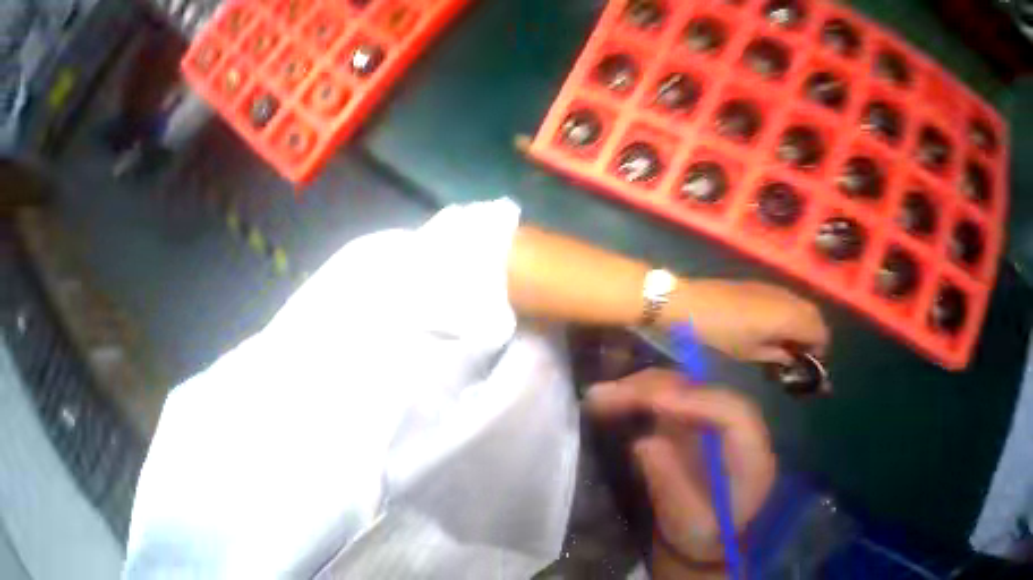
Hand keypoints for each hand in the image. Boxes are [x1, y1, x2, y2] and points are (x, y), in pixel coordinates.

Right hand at [584, 369, 776, 575]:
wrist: (695, 527)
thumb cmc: (698, 531)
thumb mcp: (688, 524)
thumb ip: (673, 488)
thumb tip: (644, 444)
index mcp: (748, 454)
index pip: (732, 413)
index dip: (694, 401)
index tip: (652, 402)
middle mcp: (725, 423)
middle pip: (689, 388)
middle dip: (644, 389)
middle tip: (604, 397)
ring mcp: (700, 410)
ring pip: (666, 382)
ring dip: (630, 386)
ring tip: (596, 396)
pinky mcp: (677, 407)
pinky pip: (651, 388)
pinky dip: (626, 389)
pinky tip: (604, 395)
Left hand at [674, 280, 829, 363]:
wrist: (686, 301)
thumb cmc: (717, 331)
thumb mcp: (746, 351)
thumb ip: (774, 354)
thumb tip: (787, 355)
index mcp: (793, 317)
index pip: (821, 334)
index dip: (816, 349)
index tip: (802, 360)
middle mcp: (788, 298)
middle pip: (812, 316)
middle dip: (808, 333)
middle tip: (790, 348)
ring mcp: (769, 287)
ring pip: (796, 304)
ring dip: (794, 320)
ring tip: (775, 336)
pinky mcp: (752, 282)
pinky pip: (777, 297)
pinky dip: (779, 309)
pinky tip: (760, 320)